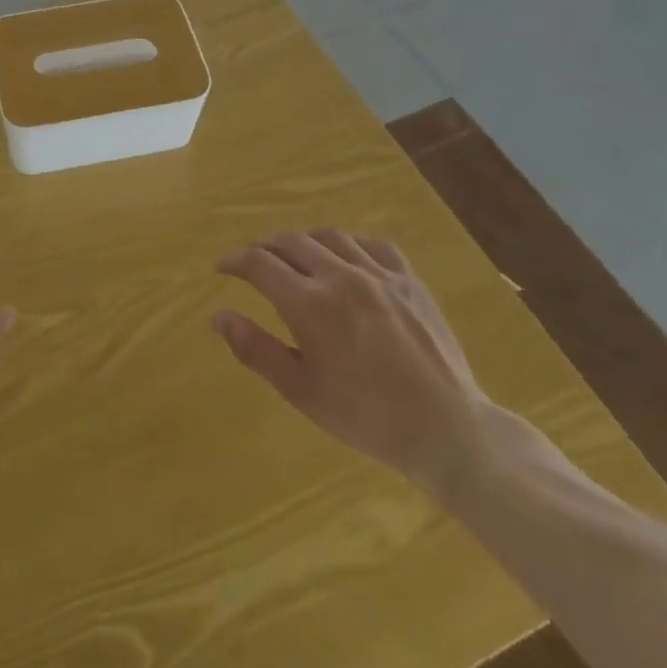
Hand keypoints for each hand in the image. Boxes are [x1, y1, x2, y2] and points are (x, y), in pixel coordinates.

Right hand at [213, 228, 494, 498]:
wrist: (448, 431)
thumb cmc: (366, 417)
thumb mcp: (301, 391)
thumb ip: (256, 349)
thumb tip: (218, 316)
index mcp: (310, 304)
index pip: (259, 263)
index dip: (235, 261)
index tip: (222, 269)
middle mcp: (341, 276)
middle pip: (290, 241)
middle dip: (264, 248)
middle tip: (253, 264)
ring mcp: (379, 274)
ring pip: (328, 236)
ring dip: (302, 240)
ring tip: (292, 254)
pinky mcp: (409, 280)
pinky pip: (372, 244)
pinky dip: (348, 243)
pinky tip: (344, 257)